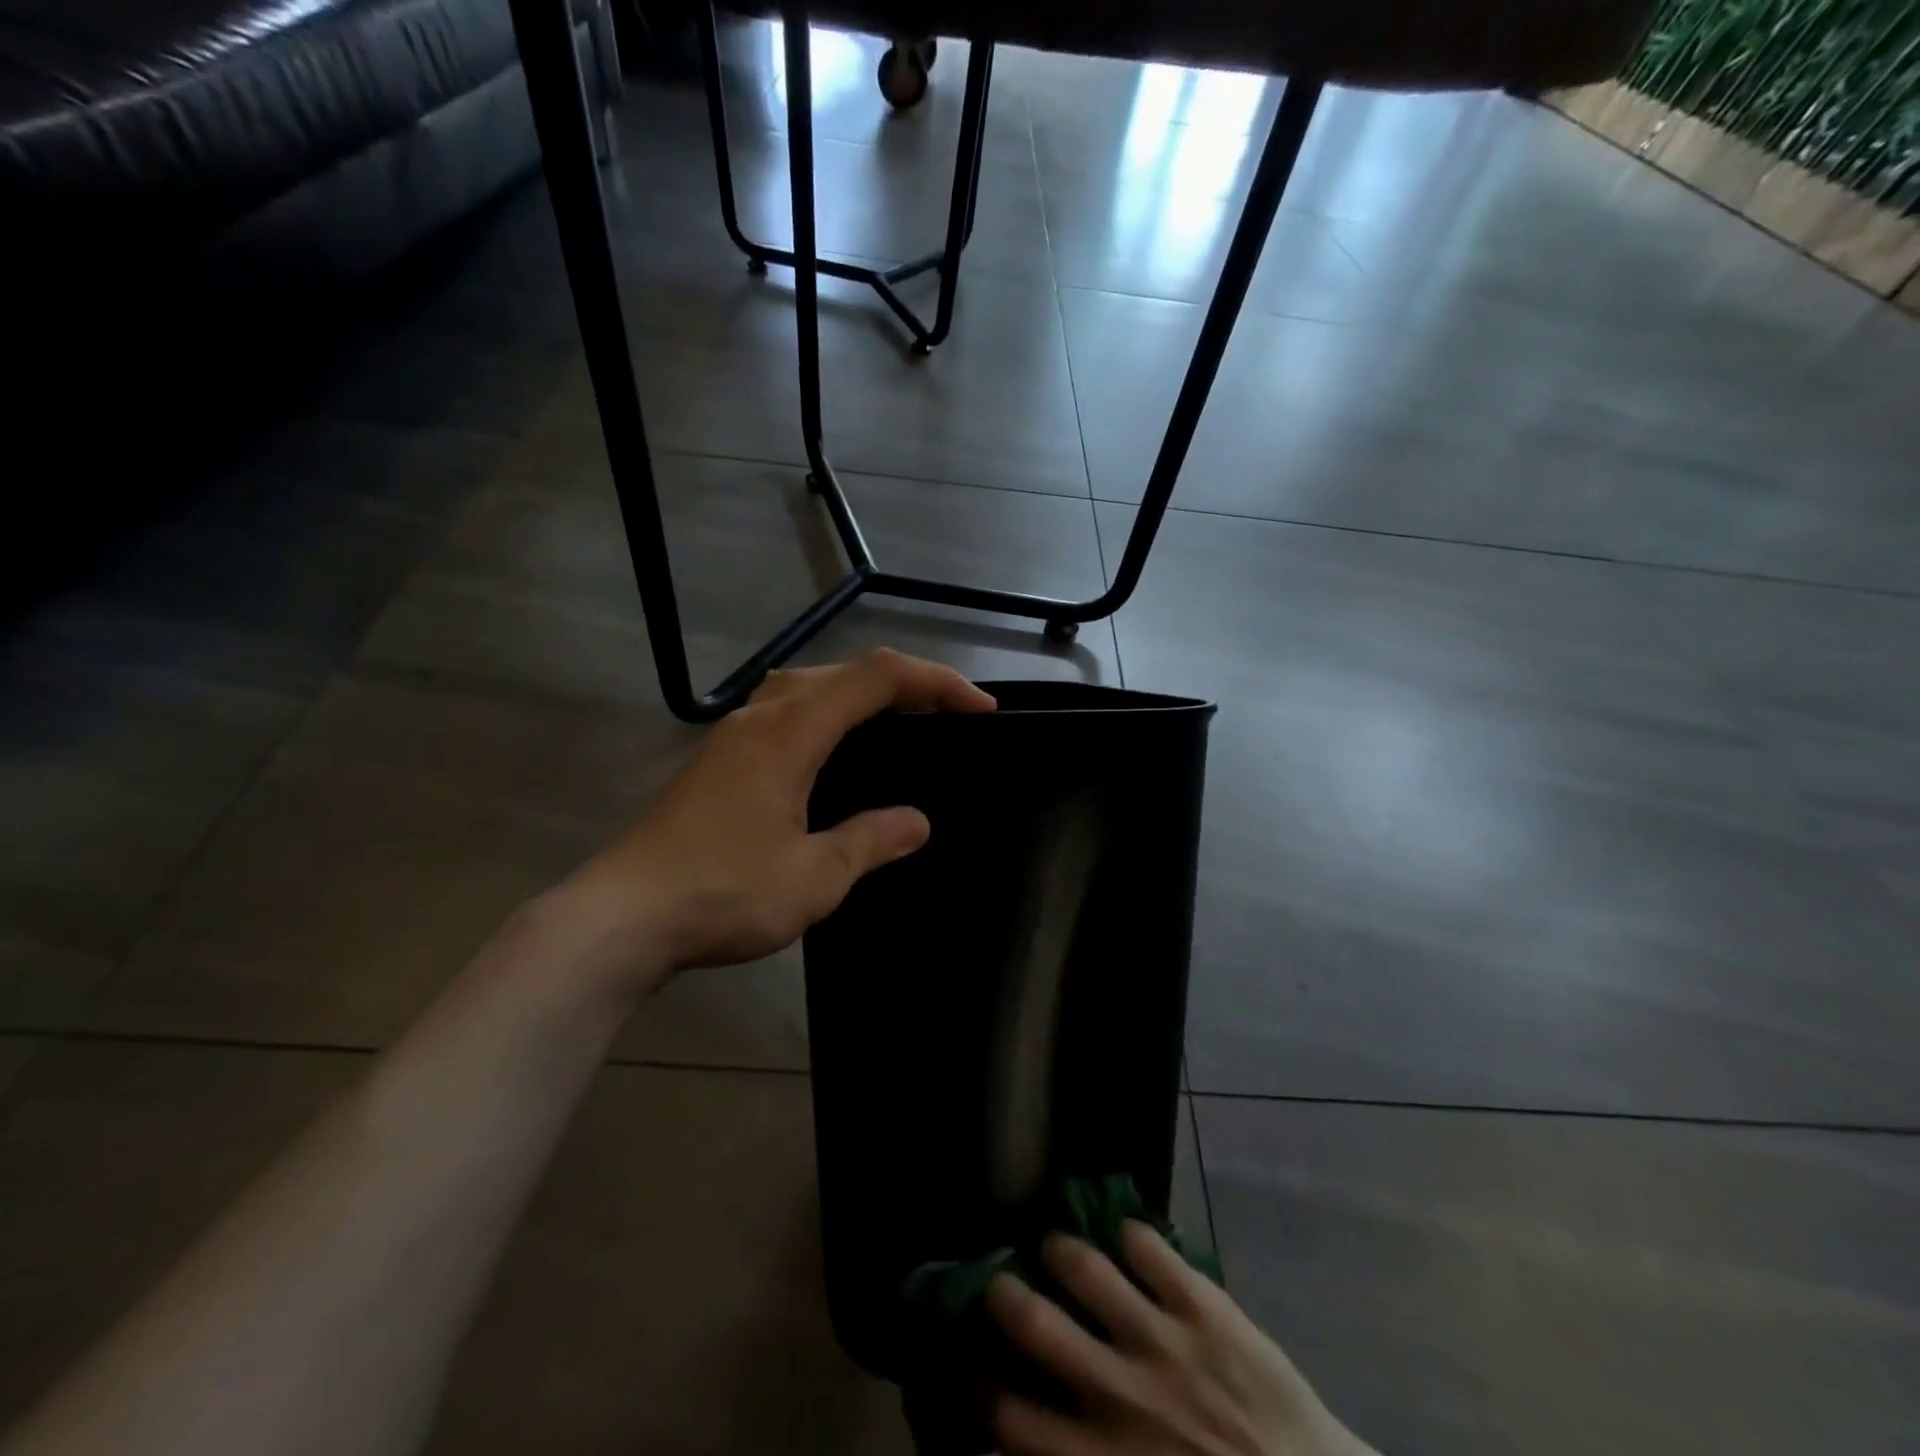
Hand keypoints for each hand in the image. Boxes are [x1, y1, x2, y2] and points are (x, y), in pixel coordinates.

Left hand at [561, 649, 994, 989]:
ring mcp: (733, 736)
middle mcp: (761, 717)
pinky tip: (835, 753)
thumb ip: (871, 840)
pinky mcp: (718, 760)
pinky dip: (828, 714)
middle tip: (949, 715)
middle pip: (844, 671)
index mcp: (791, 732)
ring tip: (901, 724)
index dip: (936, 682)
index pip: (877, 678)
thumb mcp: (814, 877)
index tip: (981, 710)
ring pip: (810, 685)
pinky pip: (786, 711)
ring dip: (862, 694)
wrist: (621, 917)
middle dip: (906, 683)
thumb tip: (917, 821)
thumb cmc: (722, 893)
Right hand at [984, 1225, 1377, 1455]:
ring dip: (1062, 1251)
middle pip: (1036, 1324)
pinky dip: (1131, 1235)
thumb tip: (1026, 1445)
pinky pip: (1151, 1248)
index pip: (1011, 1418)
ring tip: (1056, 1244)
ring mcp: (1163, 1340)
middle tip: (997, 1281)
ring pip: (1086, 1269)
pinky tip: (1125, 1236)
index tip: (971, 1366)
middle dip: (1004, 1294)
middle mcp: (1120, 1393)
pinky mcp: (1205, 1305)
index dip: (979, 1388)